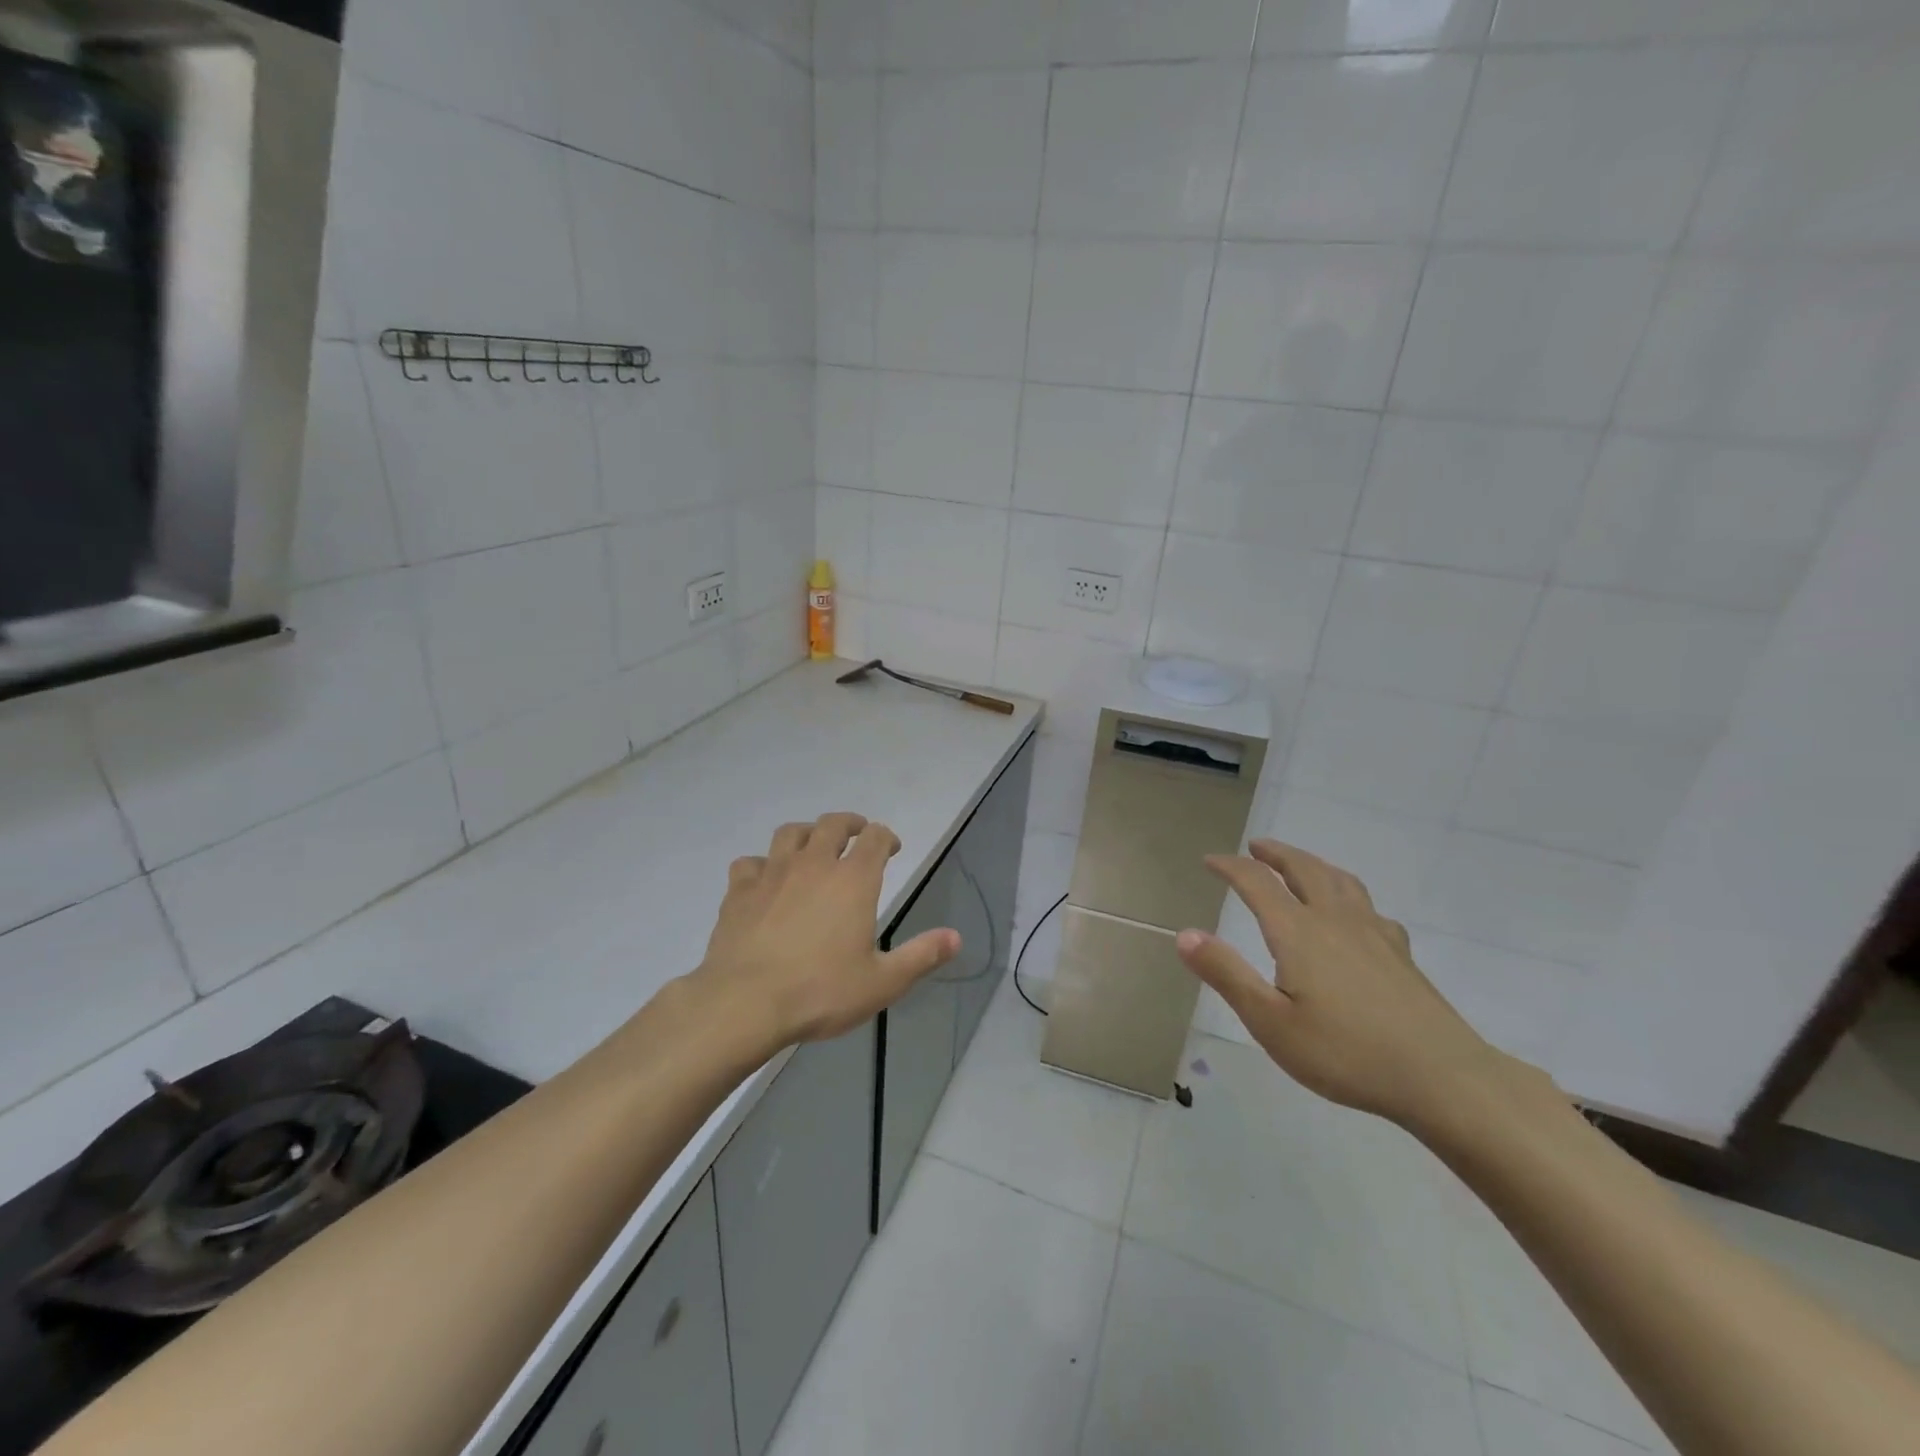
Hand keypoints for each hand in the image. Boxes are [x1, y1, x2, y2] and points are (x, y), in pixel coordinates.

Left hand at [691, 812, 959, 1047]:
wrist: (745, 1003)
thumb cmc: (821, 991)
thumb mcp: (882, 982)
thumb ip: (921, 955)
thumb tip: (956, 937)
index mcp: (853, 880)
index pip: (875, 838)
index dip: (886, 837)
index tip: (892, 848)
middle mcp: (814, 864)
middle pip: (832, 824)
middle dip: (849, 824)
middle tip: (857, 834)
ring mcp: (772, 873)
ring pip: (790, 833)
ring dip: (806, 833)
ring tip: (812, 846)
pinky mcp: (739, 891)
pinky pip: (750, 863)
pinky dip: (761, 865)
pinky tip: (765, 881)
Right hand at [1175, 839, 1522, 1128]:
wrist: (1443, 1077)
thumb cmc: (1346, 1053)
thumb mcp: (1270, 1022)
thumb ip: (1226, 974)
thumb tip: (1184, 934)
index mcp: (1298, 932)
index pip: (1257, 883)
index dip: (1230, 867)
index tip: (1210, 861)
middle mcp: (1334, 920)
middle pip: (1303, 870)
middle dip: (1275, 854)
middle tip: (1255, 847)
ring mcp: (1373, 933)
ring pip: (1340, 880)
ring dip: (1312, 864)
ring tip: (1300, 865)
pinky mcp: (1400, 954)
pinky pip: (1368, 906)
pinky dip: (1348, 894)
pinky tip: (1354, 914)